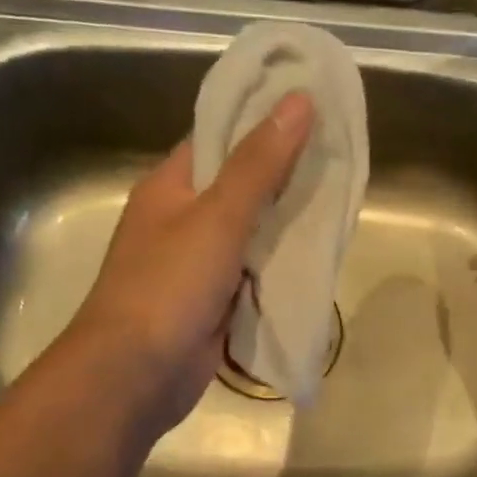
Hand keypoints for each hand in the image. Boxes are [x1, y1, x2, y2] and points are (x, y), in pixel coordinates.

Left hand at [62, 92, 315, 439]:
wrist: (137, 374)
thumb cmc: (168, 285)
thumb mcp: (217, 217)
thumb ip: (259, 164)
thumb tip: (298, 101)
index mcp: (172, 187)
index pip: (219, 138)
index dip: (261, 120)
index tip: (312, 110)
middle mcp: (183, 220)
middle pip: (241, 186)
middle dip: (285, 177)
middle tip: (339, 159)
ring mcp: (199, 265)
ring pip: (252, 234)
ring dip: (287, 225)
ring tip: (339, 203)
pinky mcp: (215, 303)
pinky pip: (255, 275)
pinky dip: (281, 267)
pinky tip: (318, 259)